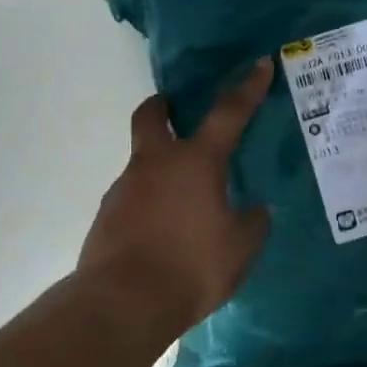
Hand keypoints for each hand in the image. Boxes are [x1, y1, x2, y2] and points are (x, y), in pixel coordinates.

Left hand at [79, 58, 274, 333]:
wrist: (124, 302)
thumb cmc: (192, 266)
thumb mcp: (242, 248)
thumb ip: (253, 222)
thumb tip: (255, 209)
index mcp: (195, 162)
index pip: (228, 114)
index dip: (247, 88)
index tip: (259, 64)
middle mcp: (154, 164)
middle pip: (152, 117)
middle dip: (164, 107)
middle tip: (178, 112)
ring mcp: (124, 189)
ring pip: (141, 163)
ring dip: (160, 168)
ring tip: (185, 203)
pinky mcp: (106, 217)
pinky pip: (133, 199)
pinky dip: (149, 204)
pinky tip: (164, 233)